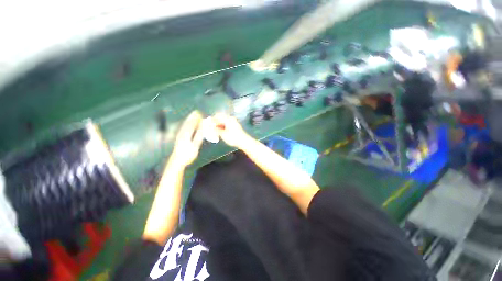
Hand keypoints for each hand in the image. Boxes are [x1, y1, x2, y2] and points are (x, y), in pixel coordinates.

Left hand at [170, 111, 203, 166]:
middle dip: (193, 117)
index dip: (196, 119)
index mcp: (186, 134)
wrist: (177, 162)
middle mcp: (182, 133)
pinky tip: (189, 123)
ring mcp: (180, 135)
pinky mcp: (179, 137)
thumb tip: (203, 128)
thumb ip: (198, 136)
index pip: (192, 124)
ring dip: (190, 119)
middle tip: (198, 112)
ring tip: (194, 115)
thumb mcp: (194, 146)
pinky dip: (187, 123)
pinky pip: (184, 128)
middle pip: (188, 123)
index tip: (201, 114)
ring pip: (185, 125)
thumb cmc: (187, 155)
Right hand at [213, 113, 249, 147]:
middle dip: (215, 122)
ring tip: (216, 131)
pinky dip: (223, 126)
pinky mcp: (235, 125)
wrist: (244, 141)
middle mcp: (231, 118)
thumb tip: (210, 127)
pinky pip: (227, 123)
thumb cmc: (233, 137)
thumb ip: (216, 130)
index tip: (208, 124)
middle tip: (211, 128)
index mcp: (228, 119)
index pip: (217, 115)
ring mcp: (234, 121)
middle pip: (221, 118)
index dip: (212, 120)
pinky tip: (221, 131)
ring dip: (219, 125)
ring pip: (224, 121)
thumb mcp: (223, 134)